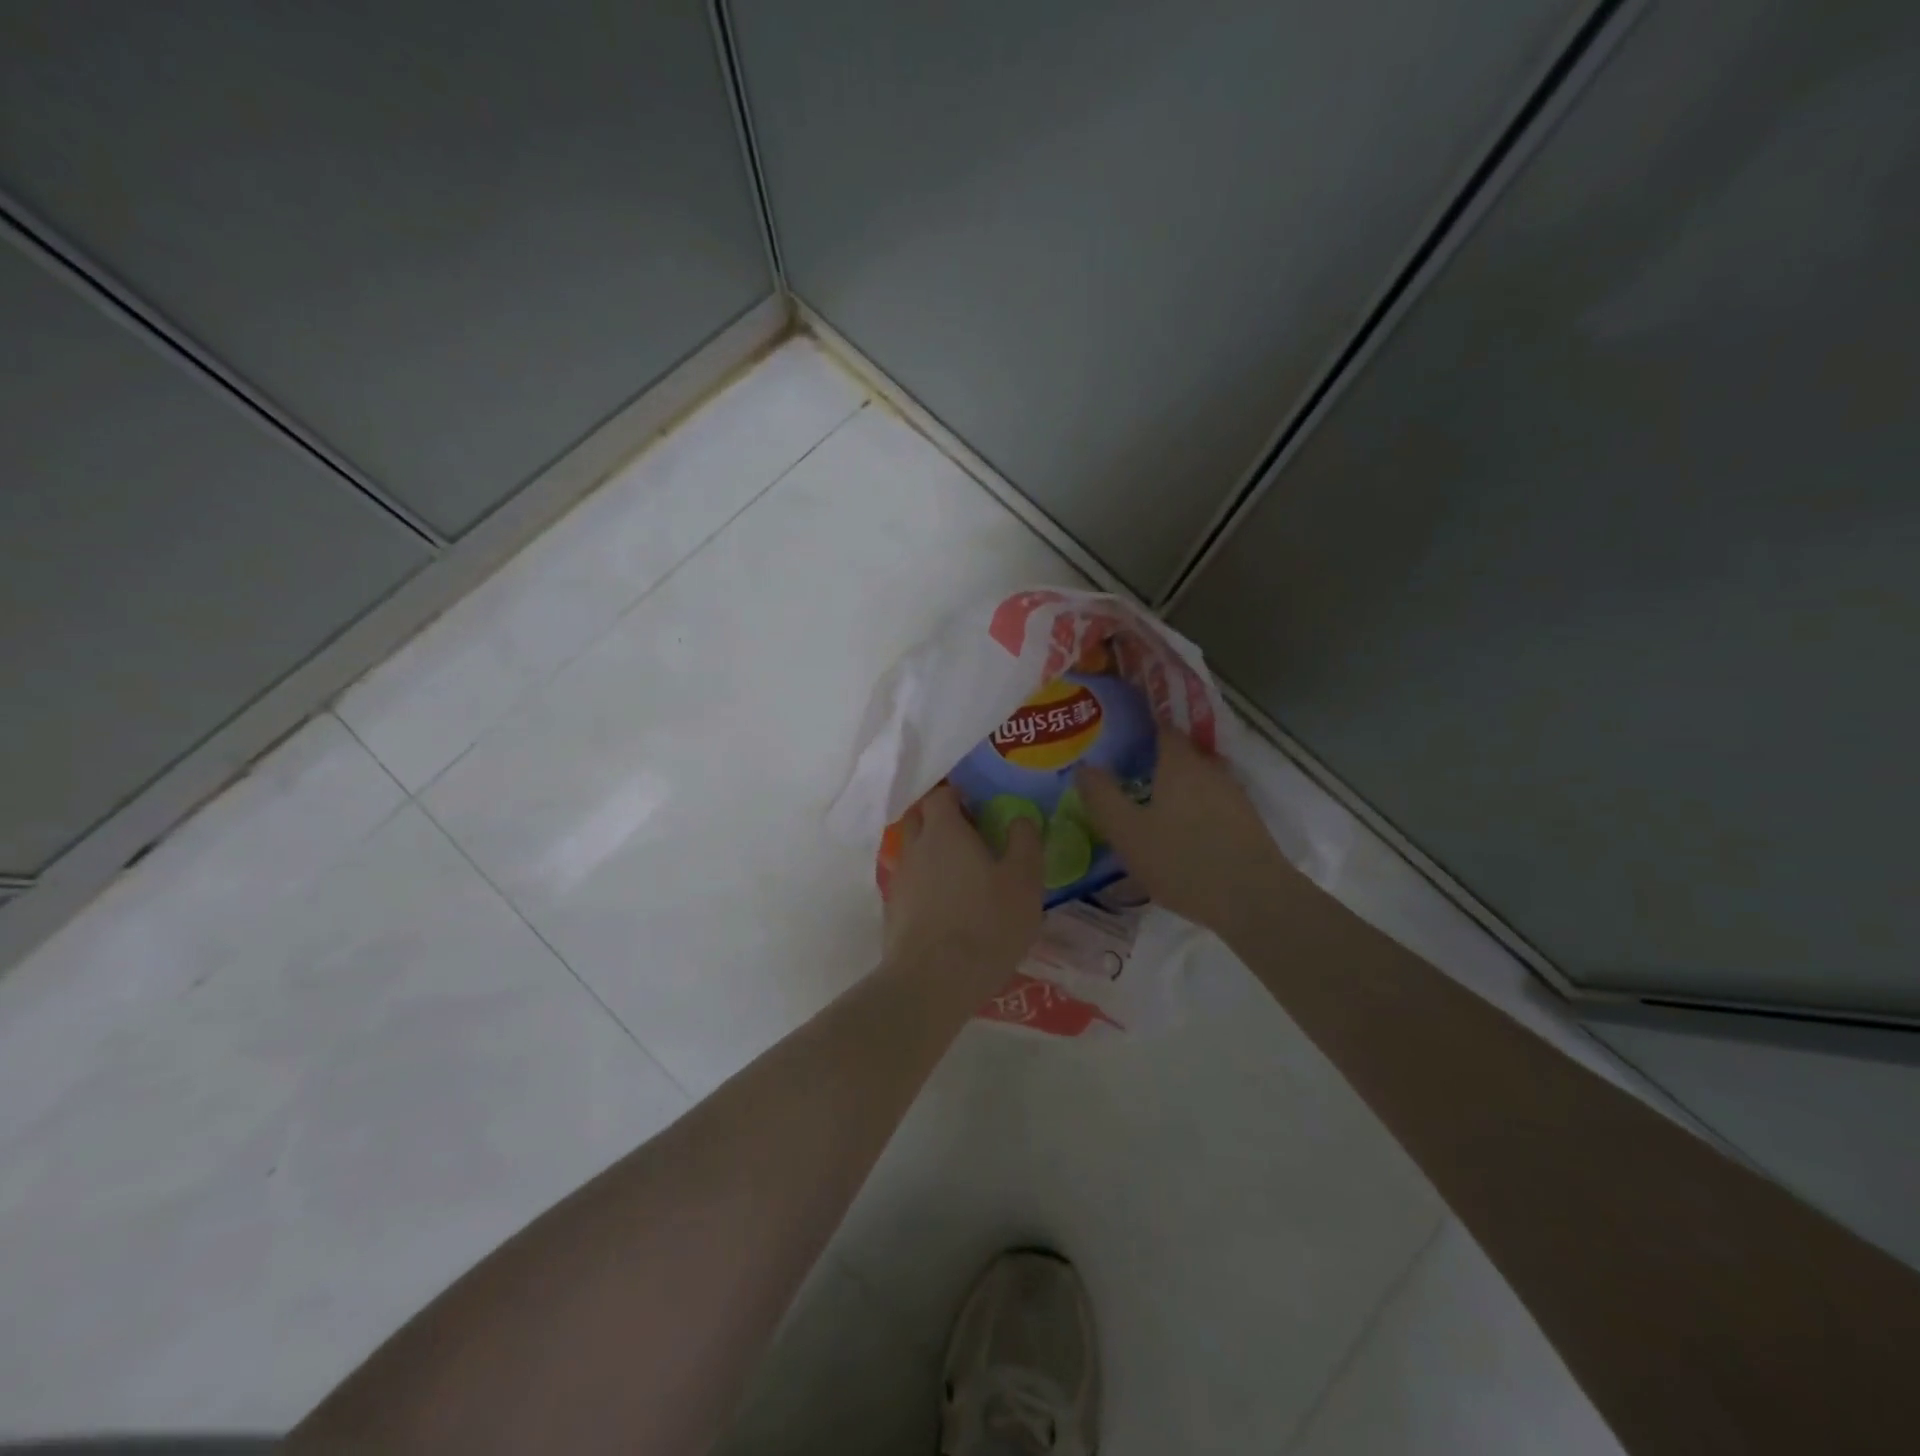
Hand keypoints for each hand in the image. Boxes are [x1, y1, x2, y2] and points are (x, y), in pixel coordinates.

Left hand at [883, 785, 1043, 995]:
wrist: (932, 982)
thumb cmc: (986, 923)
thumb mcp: (1024, 881)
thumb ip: (1024, 842)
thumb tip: (1020, 818)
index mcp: (943, 830)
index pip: (941, 795)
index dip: (959, 797)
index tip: (980, 809)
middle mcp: (914, 847)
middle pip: (920, 819)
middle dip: (940, 821)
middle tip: (971, 838)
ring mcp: (899, 880)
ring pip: (914, 853)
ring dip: (933, 856)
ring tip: (962, 876)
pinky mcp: (893, 912)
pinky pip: (911, 885)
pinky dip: (926, 886)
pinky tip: (947, 908)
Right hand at [1076, 728, 1291, 936]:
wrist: (1254, 899)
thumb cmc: (1182, 860)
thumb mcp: (1128, 833)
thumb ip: (1102, 797)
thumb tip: (1084, 766)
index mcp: (1179, 762)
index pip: (1160, 727)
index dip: (1139, 727)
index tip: (1117, 736)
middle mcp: (1209, 768)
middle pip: (1179, 752)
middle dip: (1153, 758)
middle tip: (1125, 773)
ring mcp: (1232, 793)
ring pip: (1196, 778)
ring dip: (1174, 785)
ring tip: (1148, 804)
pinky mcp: (1246, 820)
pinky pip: (1210, 800)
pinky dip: (1192, 806)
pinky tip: (1179, 830)